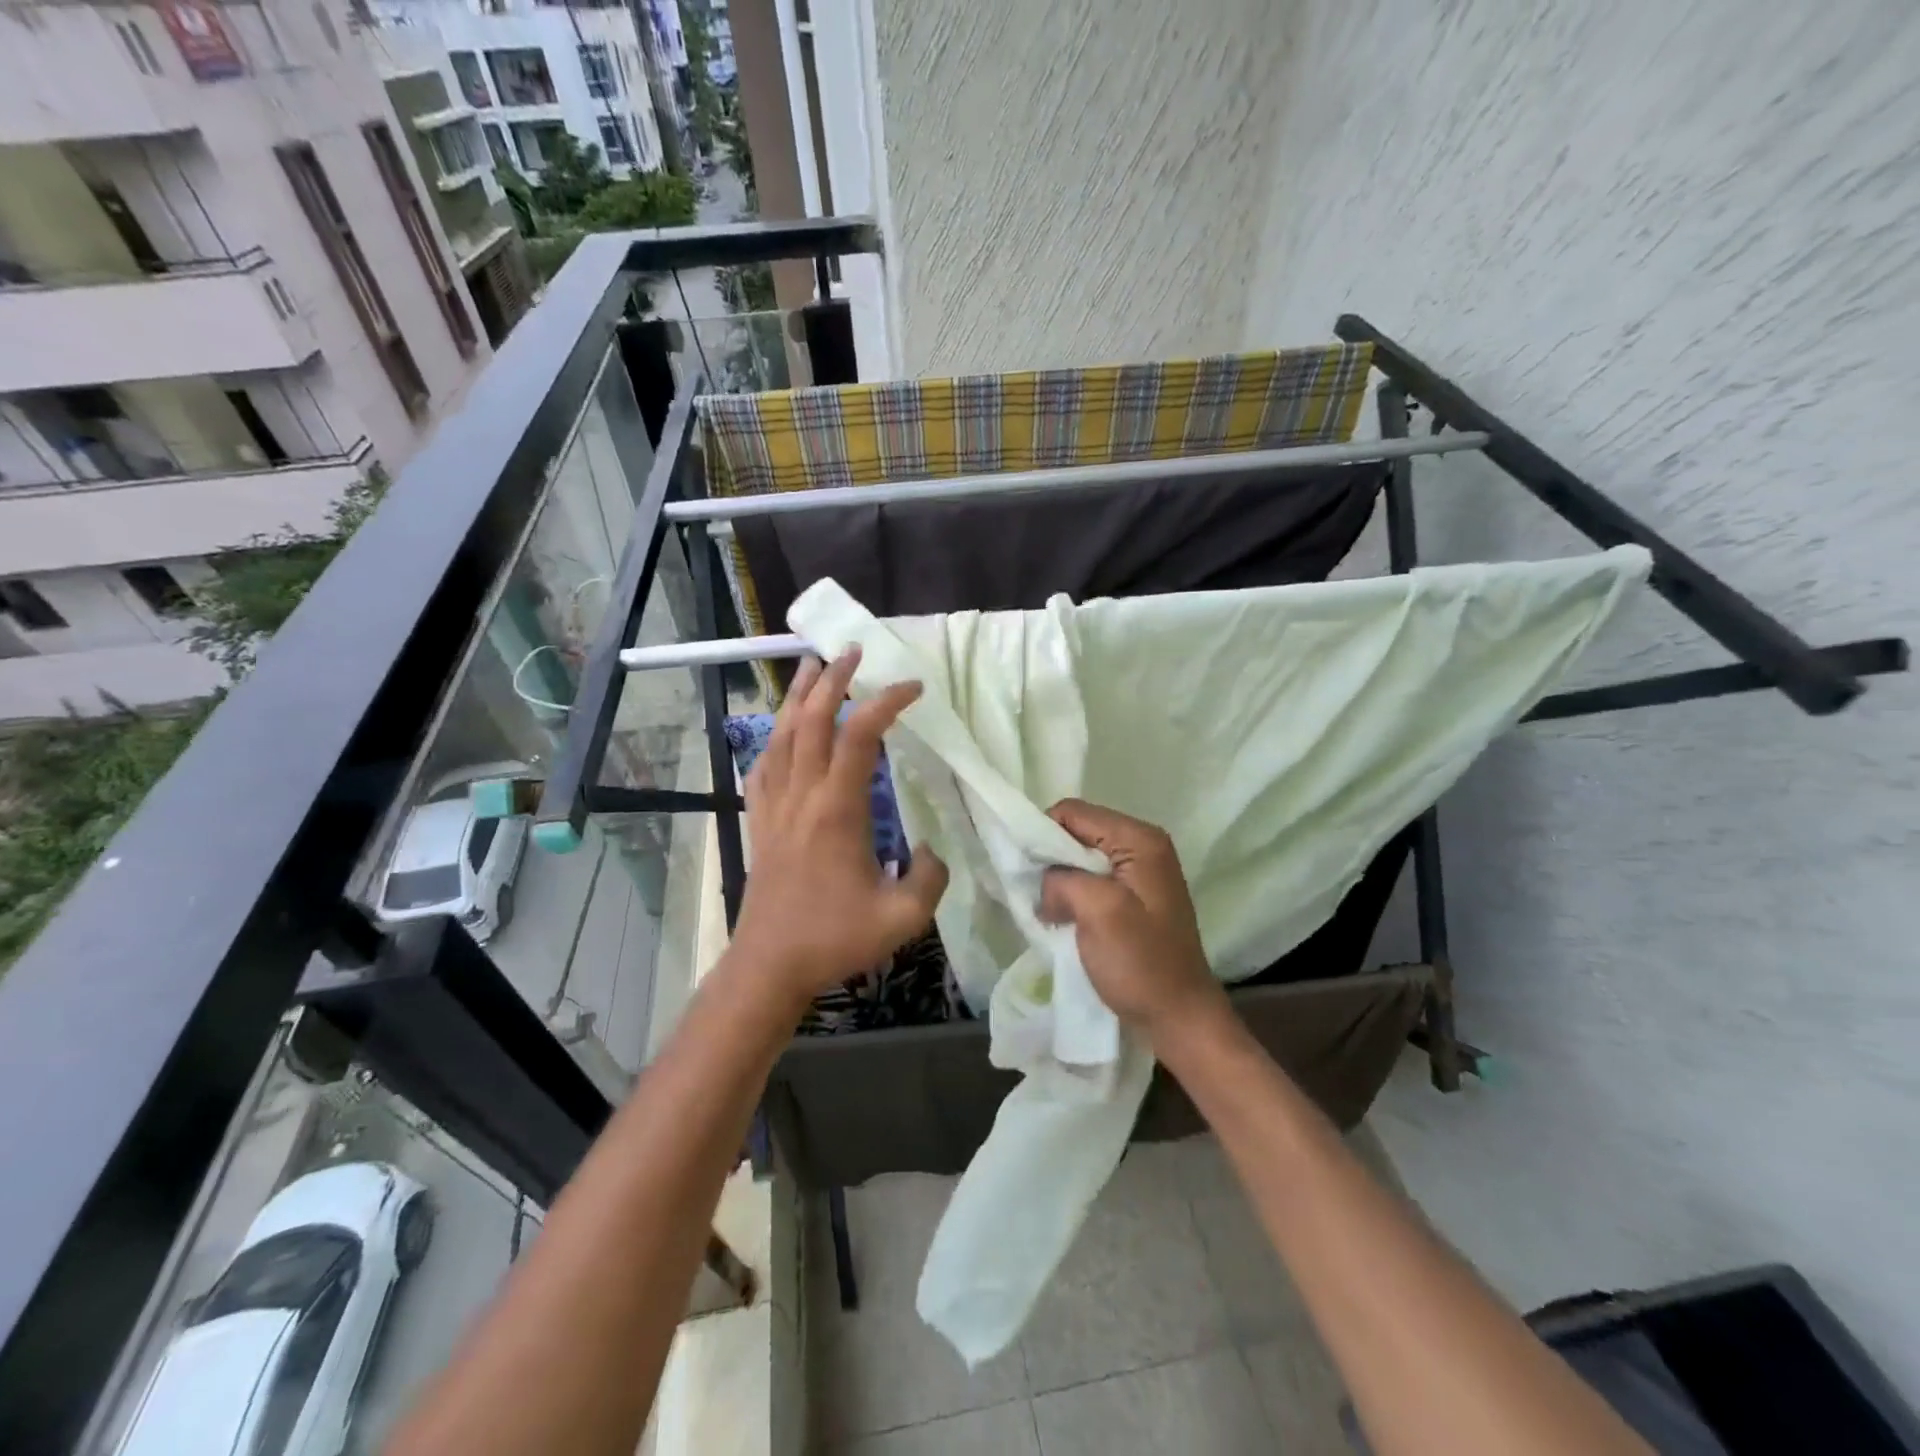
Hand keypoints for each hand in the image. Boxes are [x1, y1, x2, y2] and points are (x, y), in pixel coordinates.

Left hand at [731, 649, 948, 1009]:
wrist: (769, 965)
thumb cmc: (834, 938)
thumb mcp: (902, 917)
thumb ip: (930, 878)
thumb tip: (932, 850)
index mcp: (837, 809)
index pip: (861, 736)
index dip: (887, 702)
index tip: (914, 687)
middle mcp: (802, 795)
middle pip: (812, 720)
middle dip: (833, 680)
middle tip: (852, 652)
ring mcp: (775, 806)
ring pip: (781, 735)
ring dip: (797, 696)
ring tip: (811, 666)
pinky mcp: (760, 821)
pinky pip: (763, 766)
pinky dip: (774, 737)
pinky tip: (781, 730)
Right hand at [1038, 800, 1224, 1042]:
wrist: (1179, 1018)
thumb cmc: (1142, 963)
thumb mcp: (1099, 912)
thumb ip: (1064, 880)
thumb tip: (1047, 883)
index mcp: (1139, 840)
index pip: (1073, 812)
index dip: (1043, 835)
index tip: (1027, 872)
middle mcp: (1143, 846)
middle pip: (1078, 832)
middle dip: (1051, 860)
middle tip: (1036, 894)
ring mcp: (1140, 873)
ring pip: (1081, 859)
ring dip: (1061, 881)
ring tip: (1048, 910)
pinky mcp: (1134, 898)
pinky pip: (1092, 881)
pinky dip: (1073, 895)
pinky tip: (1064, 918)